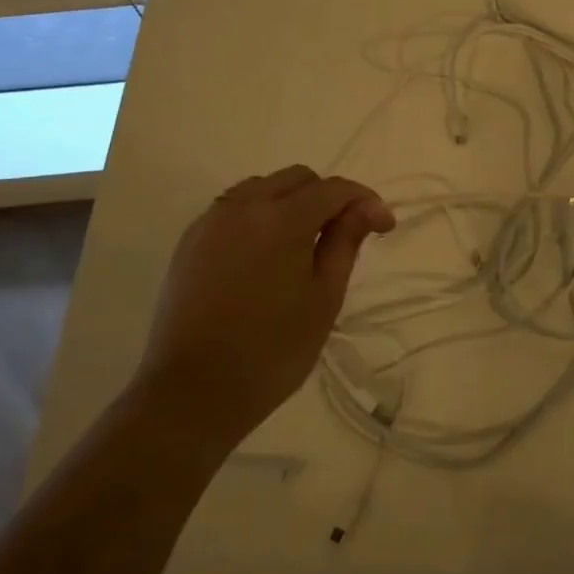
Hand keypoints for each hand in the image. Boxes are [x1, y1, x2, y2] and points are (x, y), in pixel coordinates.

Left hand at [134, 165, 394, 458]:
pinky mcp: (189, 242)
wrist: (192, 394)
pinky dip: (259, 216)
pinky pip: (233, 208)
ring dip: (291, 202)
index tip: (384, 227)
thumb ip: (345, 242)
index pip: (334, 189)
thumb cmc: (272, 350)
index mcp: (281, 220)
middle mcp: (242, 207)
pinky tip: (267, 254)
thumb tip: (368, 208)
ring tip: (304, 244)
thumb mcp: (324, 297)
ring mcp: (210, 222)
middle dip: (328, 197)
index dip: (365, 201)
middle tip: (344, 236)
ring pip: (262, 188)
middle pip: (298, 179)